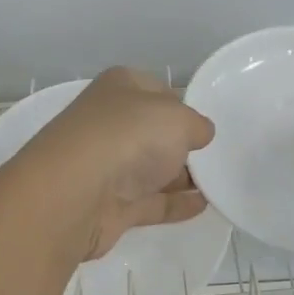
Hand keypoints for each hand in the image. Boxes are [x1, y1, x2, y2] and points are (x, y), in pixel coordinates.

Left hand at [15, 67, 215, 261]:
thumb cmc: (129, 137)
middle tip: (215, 155)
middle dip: (181, 143)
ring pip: (150, 169)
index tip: (204, 122)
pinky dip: (175, 203)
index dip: (181, 104)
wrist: (76, 193)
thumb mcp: (179, 118)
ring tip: (218, 182)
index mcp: (119, 88)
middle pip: (152, 132)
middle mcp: (108, 123)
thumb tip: (199, 134)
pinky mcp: (110, 206)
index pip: (155, 90)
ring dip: (181, 176)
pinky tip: (203, 205)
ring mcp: (106, 166)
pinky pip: (151, 202)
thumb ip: (196, 125)